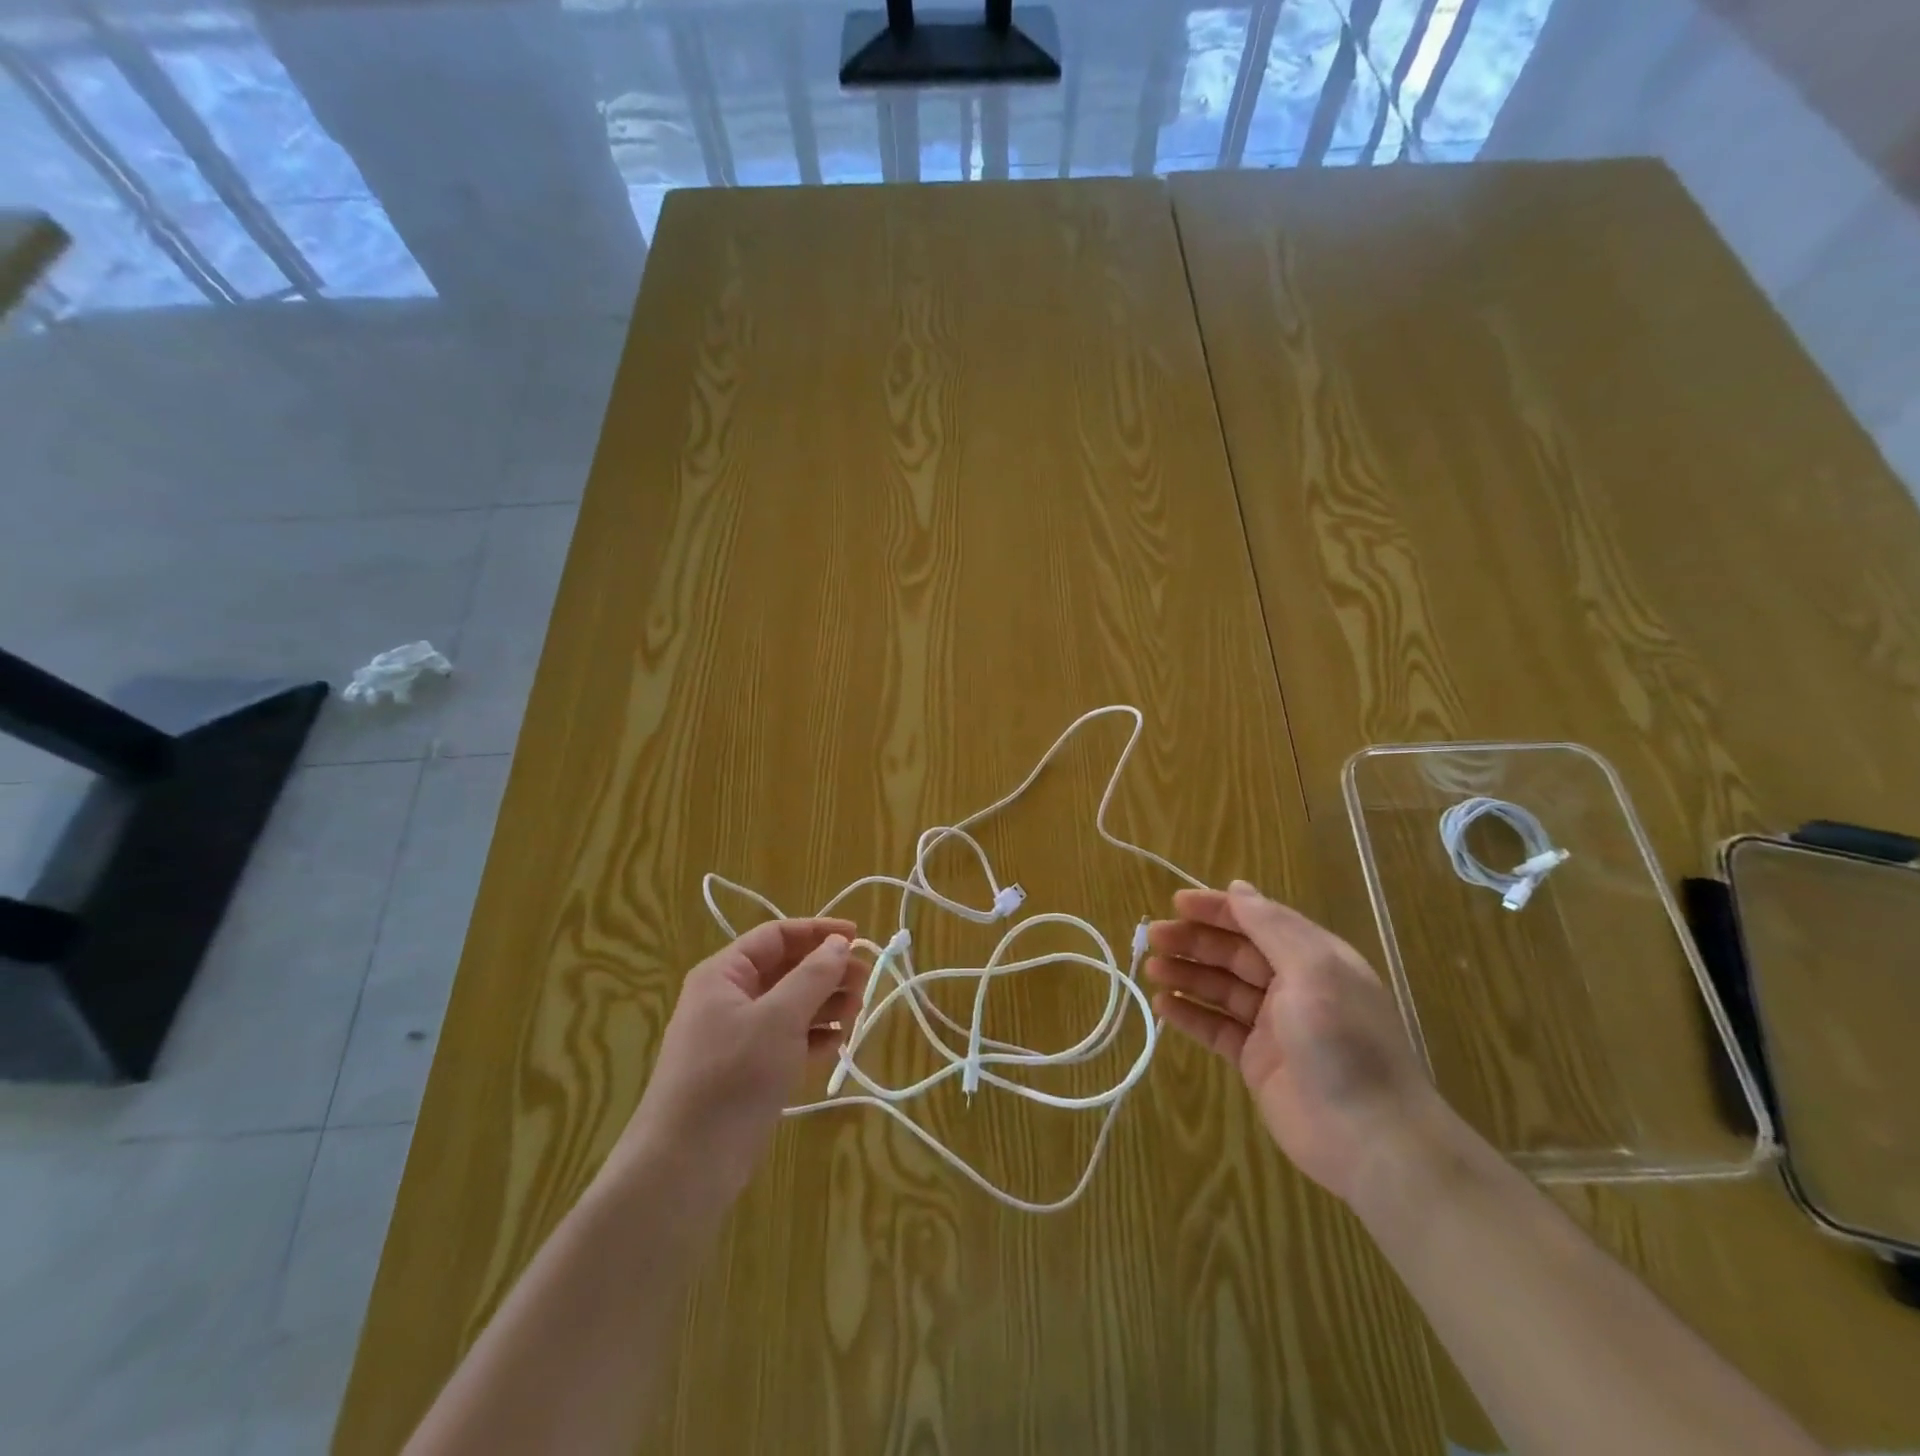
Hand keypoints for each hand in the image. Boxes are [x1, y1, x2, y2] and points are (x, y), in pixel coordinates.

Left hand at [608, 918, 867, 1208]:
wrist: (686, 1165)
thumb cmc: (732, 1076)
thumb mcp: (779, 1018)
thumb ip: (813, 976)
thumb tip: (839, 942)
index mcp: (724, 974)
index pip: (776, 936)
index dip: (818, 931)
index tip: (859, 936)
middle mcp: (728, 998)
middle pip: (785, 969)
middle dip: (826, 971)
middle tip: (865, 983)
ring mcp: (737, 1037)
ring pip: (789, 1005)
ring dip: (824, 1004)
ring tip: (856, 1014)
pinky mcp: (747, 1071)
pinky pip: (786, 1040)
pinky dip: (812, 1037)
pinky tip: (836, 1045)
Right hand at [1146, 880, 1444, 1203]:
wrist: (1370, 1139)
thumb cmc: (1342, 1042)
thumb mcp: (1312, 970)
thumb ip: (1272, 927)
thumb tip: (1239, 888)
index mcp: (1313, 958)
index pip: (1258, 920)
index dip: (1218, 910)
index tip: (1175, 903)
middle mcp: (1293, 986)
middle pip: (1234, 953)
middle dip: (1194, 941)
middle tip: (1153, 937)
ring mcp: (1274, 1026)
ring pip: (1221, 989)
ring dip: (1187, 974)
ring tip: (1151, 969)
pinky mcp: (1257, 1061)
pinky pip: (1217, 1028)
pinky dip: (1190, 1014)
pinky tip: (1163, 1005)